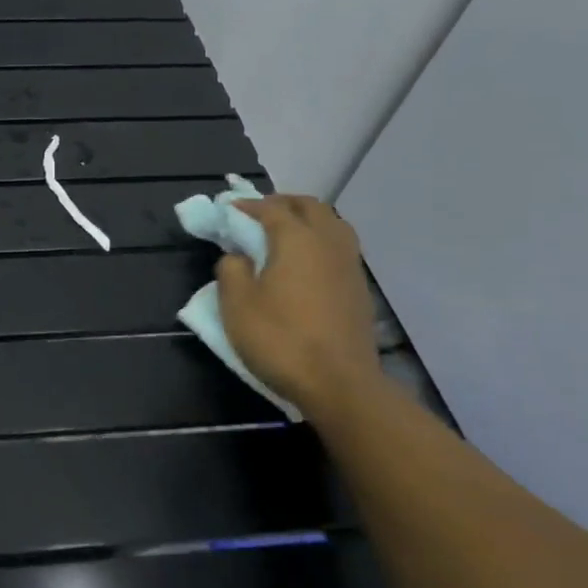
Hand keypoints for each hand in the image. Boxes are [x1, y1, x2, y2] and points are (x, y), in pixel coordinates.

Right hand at [216, 195, 381, 413]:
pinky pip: (340, 248)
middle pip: (310, 207)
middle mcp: (328, 243)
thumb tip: (238, 256)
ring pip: (332, 225)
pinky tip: (305, 262)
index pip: (271, 208)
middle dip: (283, 203)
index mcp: (297, 240)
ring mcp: (350, 265)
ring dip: (307, 220)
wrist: (339, 384)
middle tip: (258, 214)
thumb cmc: (280, 339)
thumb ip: (231, 270)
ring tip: (284, 234)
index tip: (228, 210)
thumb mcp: (237, 304)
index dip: (247, 206)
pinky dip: (321, 242)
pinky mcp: (359, 288)